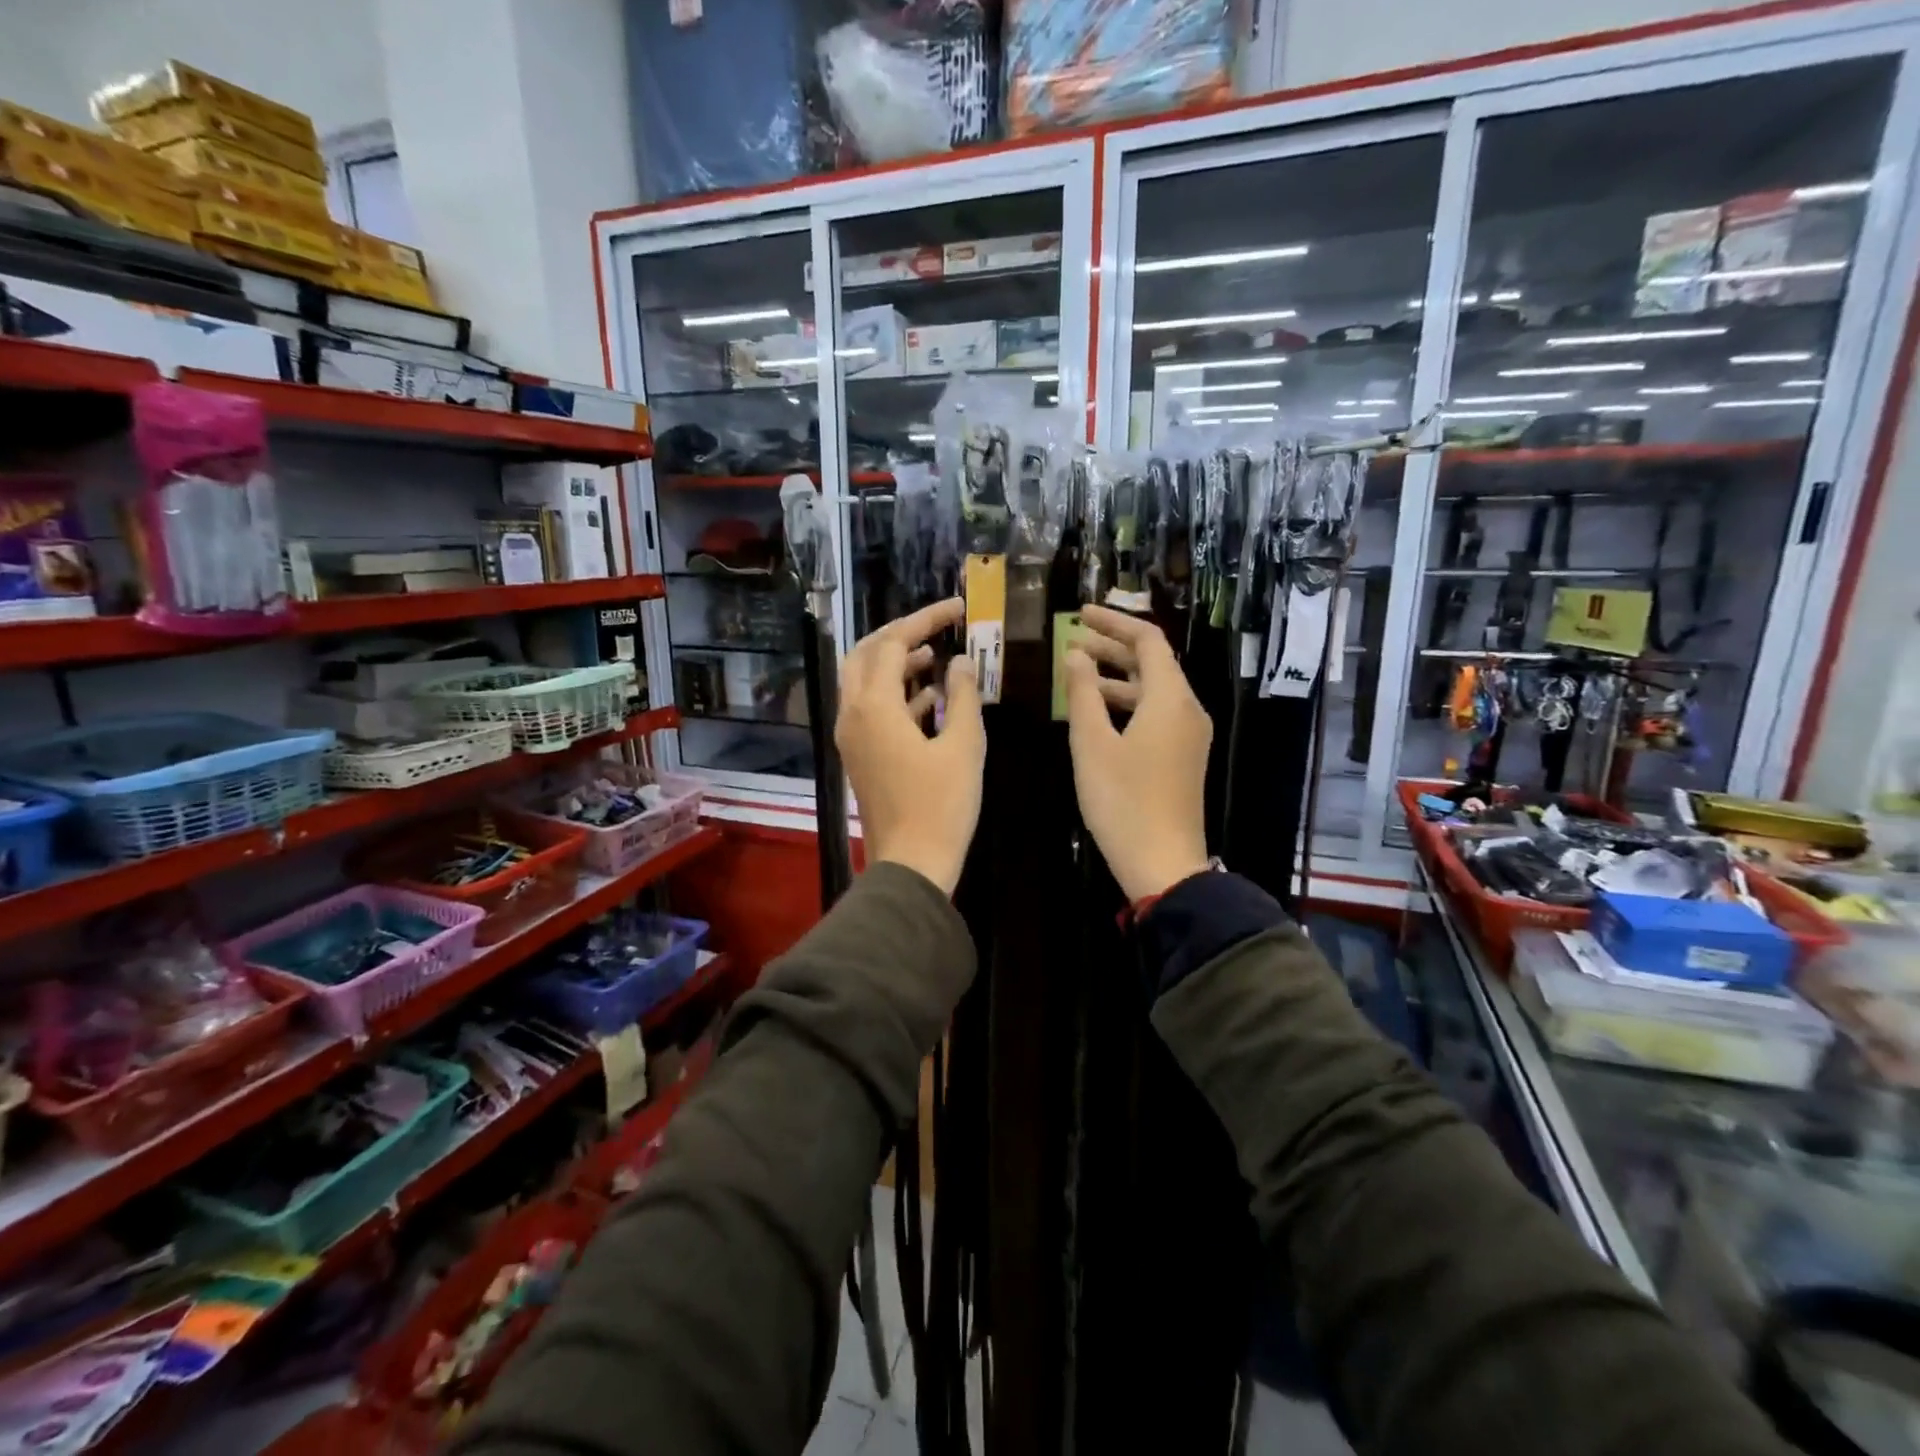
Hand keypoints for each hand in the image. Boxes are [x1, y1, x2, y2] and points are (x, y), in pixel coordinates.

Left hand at [837, 597, 983, 895]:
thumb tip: (961, 662)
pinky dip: (896, 695)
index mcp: (874, 706)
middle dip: (899, 636)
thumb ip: (963, 695)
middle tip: (935, 628)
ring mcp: (851, 737)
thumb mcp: (963, 746)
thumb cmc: (942, 806)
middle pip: (866, 655)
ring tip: (935, 656)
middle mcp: (852, 714)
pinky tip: (930, 697)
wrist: (911, 863)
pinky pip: (871, 710)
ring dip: (896, 664)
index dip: (925, 620)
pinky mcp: (859, 756)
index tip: (957, 609)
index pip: (893, 643)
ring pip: (864, 682)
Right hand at [1064, 606, 1212, 903]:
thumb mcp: (1092, 743)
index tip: (1080, 613)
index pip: (1147, 639)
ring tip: (1077, 673)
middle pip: (1153, 662)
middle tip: (1072, 639)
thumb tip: (1076, 654)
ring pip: (1153, 690)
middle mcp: (1187, 709)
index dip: (1113, 621)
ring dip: (1117, 676)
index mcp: (1170, 698)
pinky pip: (1156, 713)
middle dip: (1113, 647)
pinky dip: (1127, 703)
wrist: (1163, 863)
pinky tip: (1096, 711)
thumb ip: (1083, 693)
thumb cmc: (1122, 801)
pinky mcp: (1183, 756)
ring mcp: (1189, 734)